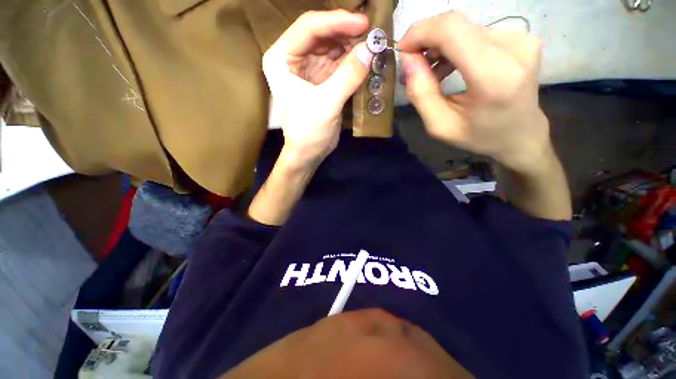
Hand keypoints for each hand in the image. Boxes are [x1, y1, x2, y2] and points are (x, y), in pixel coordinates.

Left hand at [263, 10, 373, 166]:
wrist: (308, 153)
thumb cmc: (309, 131)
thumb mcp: (327, 104)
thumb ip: (348, 76)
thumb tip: (371, 49)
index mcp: (282, 59)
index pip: (308, 28)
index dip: (336, 21)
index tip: (363, 22)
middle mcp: (293, 58)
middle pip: (322, 34)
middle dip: (346, 33)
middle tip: (372, 33)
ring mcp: (308, 68)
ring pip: (332, 46)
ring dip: (352, 45)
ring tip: (372, 45)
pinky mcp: (321, 79)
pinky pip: (338, 62)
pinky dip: (352, 60)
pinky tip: (366, 59)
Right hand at [398, 12, 551, 174]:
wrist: (521, 134)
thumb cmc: (479, 136)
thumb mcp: (440, 126)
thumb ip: (421, 93)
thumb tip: (408, 59)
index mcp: (494, 77)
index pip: (452, 30)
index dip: (420, 32)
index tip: (403, 50)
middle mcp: (513, 48)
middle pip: (457, 24)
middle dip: (426, 39)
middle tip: (413, 65)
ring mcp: (521, 39)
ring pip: (464, 28)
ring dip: (439, 46)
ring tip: (430, 72)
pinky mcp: (521, 37)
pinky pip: (476, 33)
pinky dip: (455, 47)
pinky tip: (449, 66)